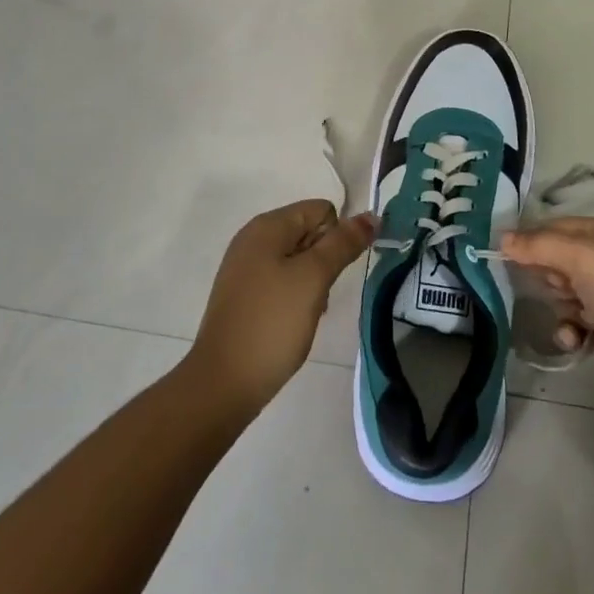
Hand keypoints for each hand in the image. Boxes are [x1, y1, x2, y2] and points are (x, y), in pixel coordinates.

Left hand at [189, 200, 376, 414]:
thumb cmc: (272, 323)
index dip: (336, 238)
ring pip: (297, 259)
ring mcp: (245, 267)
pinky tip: (291, 322)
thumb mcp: (314, 278)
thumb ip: (343, 244)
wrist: (223, 383)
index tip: (330, 273)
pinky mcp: (243, 294)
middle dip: (324, 261)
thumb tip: (370, 216)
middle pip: (309, 232)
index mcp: (267, 226)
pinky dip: (294, 296)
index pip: (321, 210)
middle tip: (318, 295)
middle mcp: (253, 238)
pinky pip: (281, 280)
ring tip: (305, 313)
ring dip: (312, 281)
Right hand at [501, 217, 593, 424]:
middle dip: (550, 277)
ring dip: (561, 309)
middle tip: (559, 290)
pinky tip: (576, 342)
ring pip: (567, 294)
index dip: (532, 240)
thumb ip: (540, 246)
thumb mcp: (583, 260)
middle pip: (561, 260)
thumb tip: (503, 238)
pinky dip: (573, 331)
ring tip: (572, 322)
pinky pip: (580, 324)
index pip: (557, 226)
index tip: (505, 258)